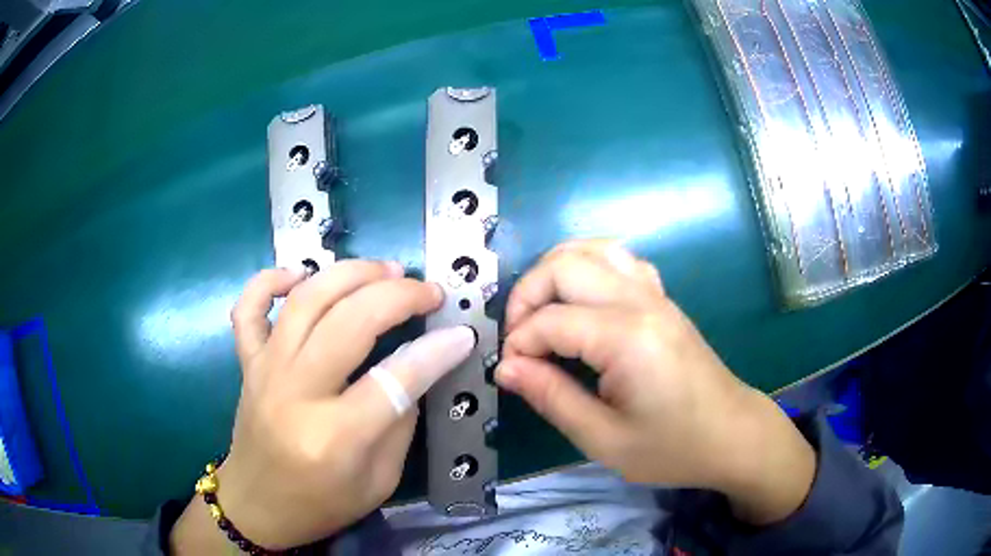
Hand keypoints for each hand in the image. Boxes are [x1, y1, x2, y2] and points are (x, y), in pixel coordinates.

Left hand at [171, 262, 474, 552]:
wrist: (257, 506)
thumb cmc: (321, 505)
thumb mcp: (379, 481)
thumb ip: (400, 422)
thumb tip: (418, 367)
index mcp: (334, 437)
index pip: (393, 380)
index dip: (435, 352)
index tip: (462, 333)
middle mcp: (294, 394)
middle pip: (349, 322)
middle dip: (398, 296)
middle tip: (428, 292)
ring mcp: (264, 371)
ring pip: (305, 300)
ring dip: (349, 274)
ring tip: (385, 271)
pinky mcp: (246, 363)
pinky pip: (248, 307)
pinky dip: (269, 280)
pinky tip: (299, 275)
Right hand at [497, 240, 815, 524]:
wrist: (732, 434)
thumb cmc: (673, 447)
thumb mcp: (604, 439)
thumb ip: (552, 398)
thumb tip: (506, 369)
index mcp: (627, 338)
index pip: (550, 321)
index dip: (519, 345)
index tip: (510, 374)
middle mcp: (641, 301)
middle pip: (565, 265)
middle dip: (527, 296)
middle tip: (519, 340)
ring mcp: (656, 294)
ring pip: (593, 249)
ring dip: (555, 272)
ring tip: (541, 312)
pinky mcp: (663, 299)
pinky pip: (619, 259)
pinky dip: (587, 266)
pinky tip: (580, 300)